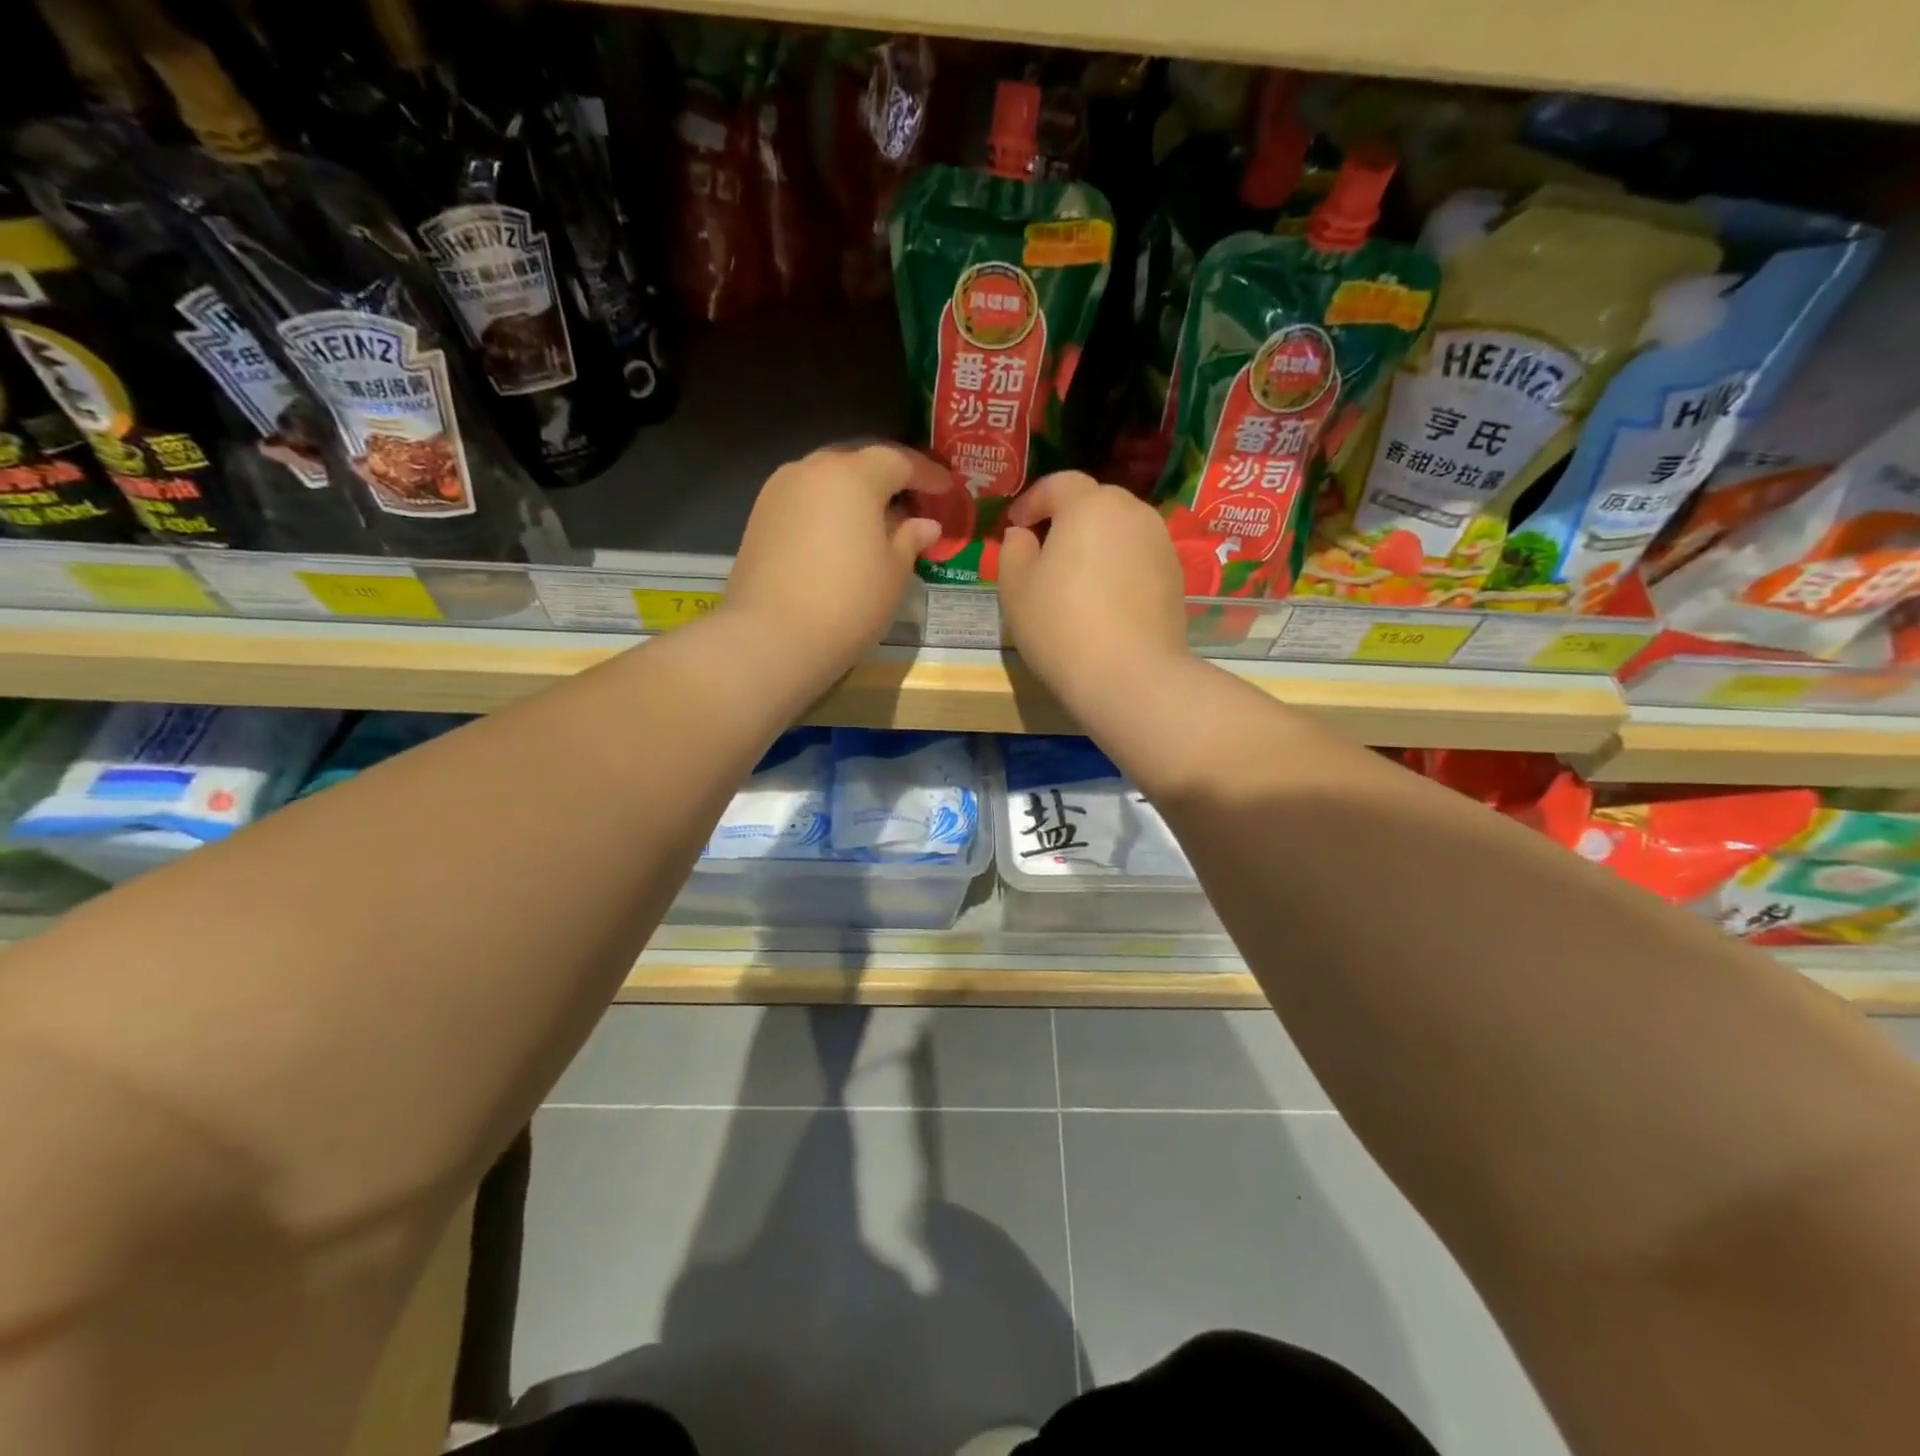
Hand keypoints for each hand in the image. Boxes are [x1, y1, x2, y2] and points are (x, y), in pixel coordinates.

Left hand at [725, 443, 948, 676]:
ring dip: (854, 497)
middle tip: (911, 503)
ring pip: (826, 482)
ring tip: (876, 525)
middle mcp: (811, 470)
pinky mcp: (759, 519)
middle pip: (857, 464)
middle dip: (886, 480)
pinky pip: (804, 503)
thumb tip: (926, 525)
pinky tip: (840, 541)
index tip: (946, 488)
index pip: (897, 461)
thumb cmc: (848, 601)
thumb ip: (911, 540)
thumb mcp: (893, 573)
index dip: (926, 474)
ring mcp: (778, 492)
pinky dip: (827, 513)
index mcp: (852, 475)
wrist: (772, 637)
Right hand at [998, 472, 1190, 712]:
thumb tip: (1024, 535)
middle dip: (1067, 518)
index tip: (1016, 526)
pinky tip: (1105, 600)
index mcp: (1089, 505)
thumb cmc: (1061, 626)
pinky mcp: (1175, 576)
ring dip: (1096, 542)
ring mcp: (1160, 543)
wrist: (1130, 676)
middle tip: (1045, 551)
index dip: (1032, 501)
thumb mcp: (1016, 588)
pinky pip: (1138, 557)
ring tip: (1076, 578)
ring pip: (1120, 529)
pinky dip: (1119, 566)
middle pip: (1094, 502)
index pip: (1058, 484)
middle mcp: (1131, 512)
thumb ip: (1014, 550)